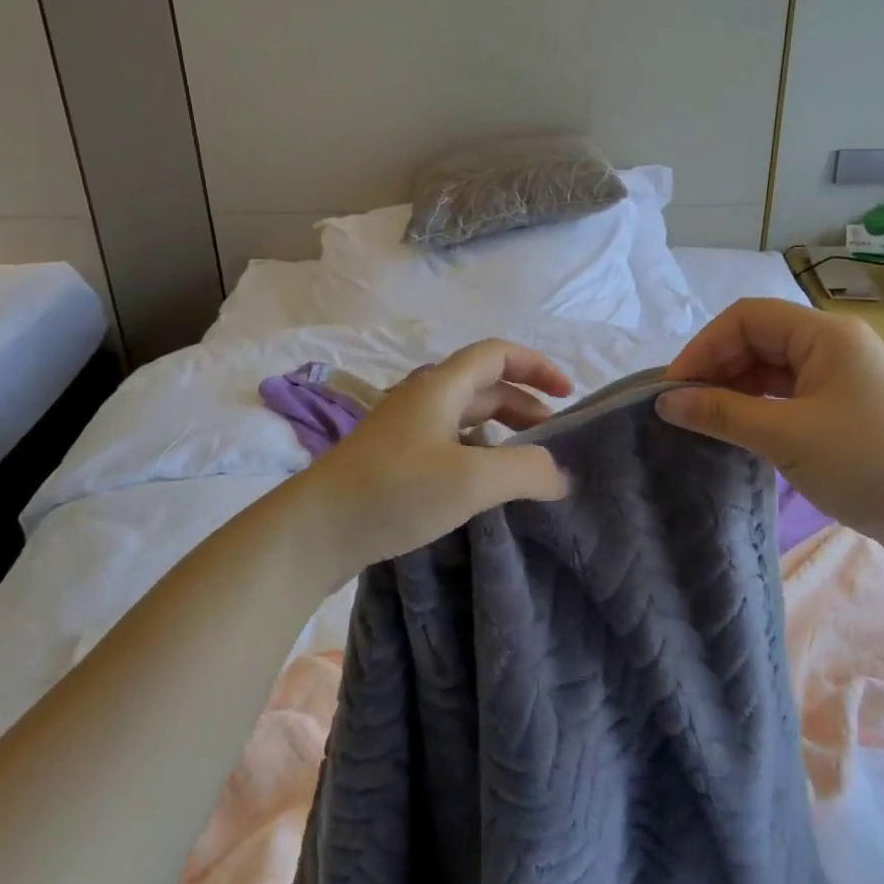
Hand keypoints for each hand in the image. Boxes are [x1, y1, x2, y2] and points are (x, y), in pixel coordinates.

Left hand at [294, 339, 573, 575]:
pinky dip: (478, 452)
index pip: (497, 354)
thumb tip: (561, 474)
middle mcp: (423, 398)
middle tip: (553, 438)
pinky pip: (450, 441)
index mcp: (441, 386)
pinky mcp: (394, 458)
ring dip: (502, 430)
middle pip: (485, 385)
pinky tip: (484, 484)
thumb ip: (526, 471)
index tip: (568, 394)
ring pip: (466, 415)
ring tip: (526, 462)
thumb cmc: (395, 490)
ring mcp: (405, 428)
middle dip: (525, 403)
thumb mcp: (472, 479)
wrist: (314, 528)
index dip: (537, 366)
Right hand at [656, 299, 883, 560]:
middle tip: (684, 407)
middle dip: (717, 367)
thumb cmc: (869, 465)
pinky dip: (758, 404)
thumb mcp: (787, 438)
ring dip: (735, 388)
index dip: (705, 346)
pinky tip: (739, 427)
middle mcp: (834, 344)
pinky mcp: (845, 406)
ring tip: (705, 420)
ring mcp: (842, 375)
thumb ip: (722, 414)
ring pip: (772, 367)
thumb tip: (666, 401)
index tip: (675, 387)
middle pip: (759, 339)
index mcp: (826, 334)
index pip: (748, 318)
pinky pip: (788, 391)